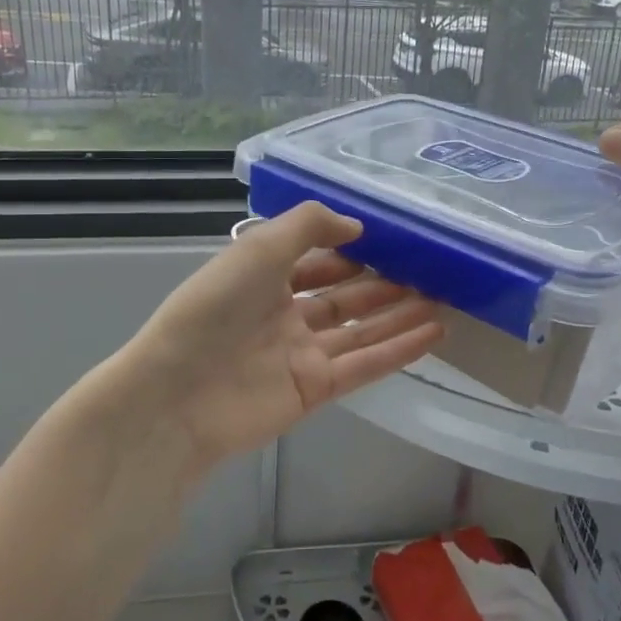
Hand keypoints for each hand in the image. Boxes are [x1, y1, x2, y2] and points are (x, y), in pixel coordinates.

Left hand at [114, 203, 443, 481]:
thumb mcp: (259, 248)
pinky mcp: (314, 390)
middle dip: (381, 285)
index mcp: (263, 279)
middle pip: (342, 298)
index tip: (389, 241)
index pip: (313, 261)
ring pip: (360, 331)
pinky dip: (399, 350)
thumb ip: (308, 226)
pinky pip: (364, 365)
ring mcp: (300, 355)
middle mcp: (283, 315)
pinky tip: (434, 333)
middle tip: (427, 272)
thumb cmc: (214, 309)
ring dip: (399, 316)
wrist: (178, 393)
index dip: (348, 251)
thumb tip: (356, 226)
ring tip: (443, 300)